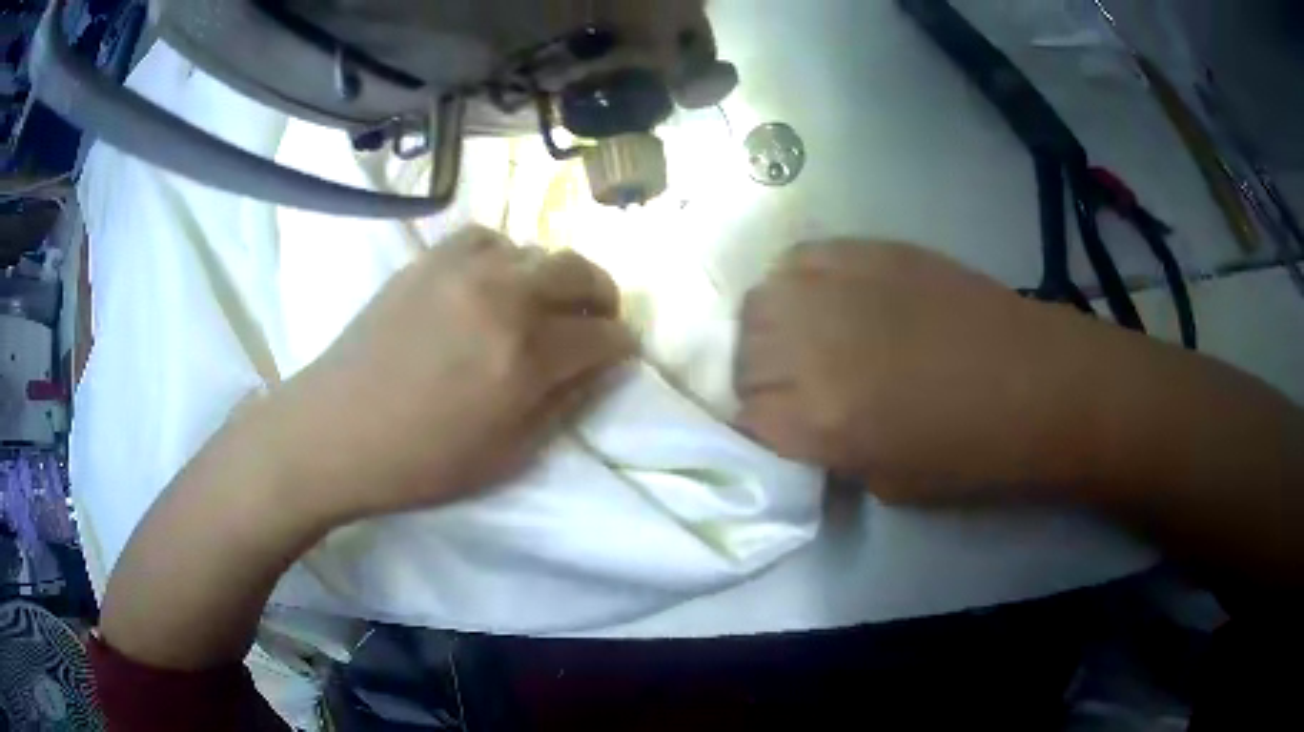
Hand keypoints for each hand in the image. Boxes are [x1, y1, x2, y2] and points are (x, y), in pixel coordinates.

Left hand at [261, 226, 635, 523]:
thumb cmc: (422, 461)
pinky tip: (492, 284)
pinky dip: (504, 257)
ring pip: (534, 249)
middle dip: (601, 295)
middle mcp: (501, 298)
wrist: (336, 431)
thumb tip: (598, 365)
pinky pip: (486, 239)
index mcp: (525, 357)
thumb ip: (563, 404)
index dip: (620, 344)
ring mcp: (461, 270)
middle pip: (578, 271)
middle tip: (595, 320)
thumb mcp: (508, 455)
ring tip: (539, 304)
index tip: (620, 353)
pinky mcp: (427, 260)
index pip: (602, 334)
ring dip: (552, 276)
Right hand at [734, 240, 1113, 501]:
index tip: (772, 429)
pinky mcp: (870, 251)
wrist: (1037, 381)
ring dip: (768, 328)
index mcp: (820, 419)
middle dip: (755, 378)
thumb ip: (826, 451)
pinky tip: (821, 299)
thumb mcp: (887, 484)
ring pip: (761, 301)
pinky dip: (796, 282)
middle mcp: (815, 348)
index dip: (754, 426)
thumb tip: (798, 426)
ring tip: (799, 341)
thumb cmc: (972, 451)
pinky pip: (801, 259)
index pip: (743, 417)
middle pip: (743, 354)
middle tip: (786, 388)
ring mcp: (841, 289)